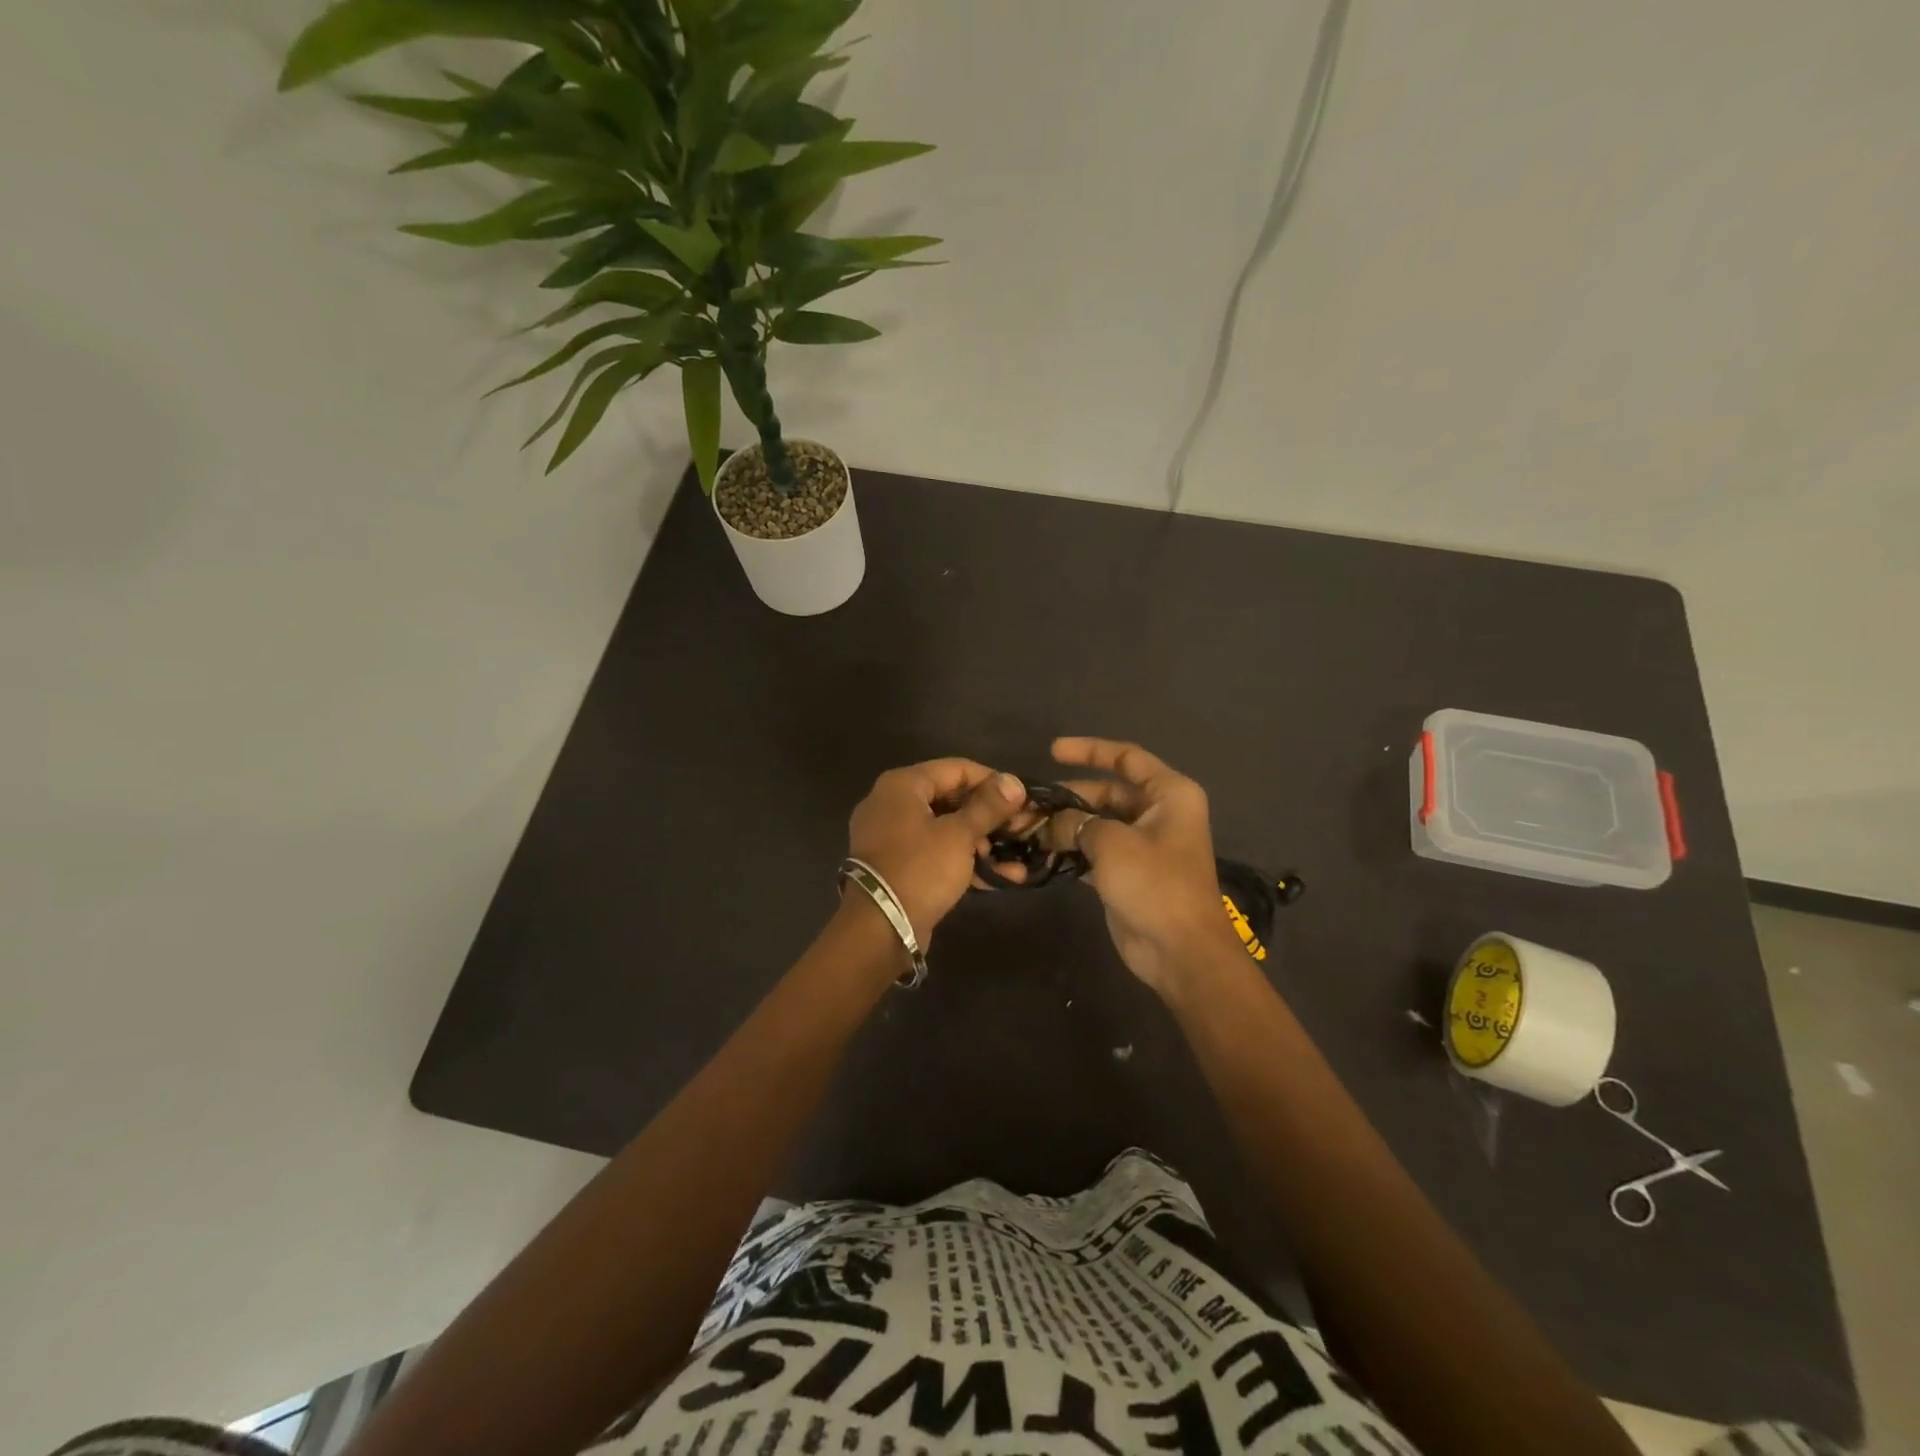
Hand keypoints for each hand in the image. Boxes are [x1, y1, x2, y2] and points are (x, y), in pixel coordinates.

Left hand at [847, 759, 1026, 944]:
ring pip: (946, 828)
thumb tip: (1014, 782)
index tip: (1022, 799)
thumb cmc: (920, 868)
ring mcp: (892, 836)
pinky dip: (964, 860)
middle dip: (990, 816)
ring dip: (982, 842)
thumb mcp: (960, 835)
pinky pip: (936, 852)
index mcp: (902, 785)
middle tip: (1022, 830)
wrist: (880, 928)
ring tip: (1016, 859)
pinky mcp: (898, 865)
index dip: (992, 781)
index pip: (956, 768)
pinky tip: (1000, 876)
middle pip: (951, 798)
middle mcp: (892, 803)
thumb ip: (989, 807)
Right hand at [1044, 737, 1244, 997]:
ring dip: (1066, 826)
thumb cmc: (1155, 885)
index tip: (1052, 751)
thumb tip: (1050, 823)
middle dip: (1069, 796)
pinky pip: (1096, 850)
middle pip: (1107, 791)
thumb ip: (1077, 823)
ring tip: (1028, 829)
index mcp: (1169, 794)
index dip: (1089, 750)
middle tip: (1030, 805)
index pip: (1126, 758)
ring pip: (1098, 822)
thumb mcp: (1112, 843)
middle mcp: (1158, 813)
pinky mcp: (1129, 872)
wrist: (1181, 952)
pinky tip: (1042, 854)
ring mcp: (1144, 845)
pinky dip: (1072, 850)